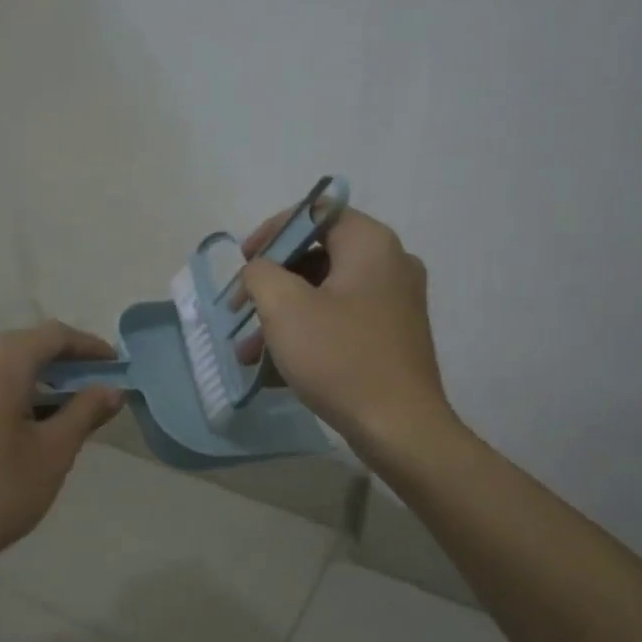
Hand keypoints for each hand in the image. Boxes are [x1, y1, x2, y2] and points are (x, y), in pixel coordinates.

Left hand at [0, 323, 123, 591]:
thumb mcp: (52, 454)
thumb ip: (85, 413)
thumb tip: (111, 390)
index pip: (53, 335)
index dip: (89, 346)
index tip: (115, 365)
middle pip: (21, 347)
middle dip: (61, 364)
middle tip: (91, 389)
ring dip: (31, 382)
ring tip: (58, 413)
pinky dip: (2, 396)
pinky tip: (16, 429)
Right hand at [238, 208, 454, 460]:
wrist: (400, 428)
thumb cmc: (340, 359)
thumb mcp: (284, 308)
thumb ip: (261, 273)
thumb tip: (260, 270)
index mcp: (371, 244)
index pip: (315, 213)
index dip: (272, 232)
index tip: (243, 262)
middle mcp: (391, 263)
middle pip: (318, 256)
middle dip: (271, 284)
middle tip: (240, 310)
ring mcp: (396, 302)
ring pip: (326, 294)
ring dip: (283, 317)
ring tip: (248, 352)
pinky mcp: (394, 336)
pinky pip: (342, 321)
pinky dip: (309, 334)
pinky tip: (276, 368)